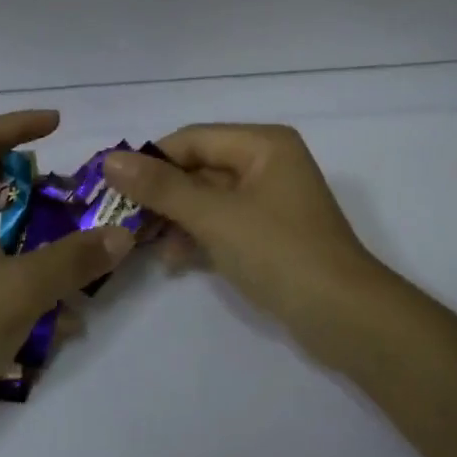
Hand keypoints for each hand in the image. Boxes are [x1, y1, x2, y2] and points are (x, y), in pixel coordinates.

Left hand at [0, 111, 133, 413]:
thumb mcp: (22, 289)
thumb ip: (74, 258)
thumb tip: (121, 234)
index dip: (17, 124)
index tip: (58, 126)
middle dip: (33, 180)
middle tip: (71, 191)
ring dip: (33, 230)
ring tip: (74, 246)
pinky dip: (23, 271)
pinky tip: (58, 312)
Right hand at [104, 125, 381, 359]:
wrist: (345, 317)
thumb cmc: (279, 252)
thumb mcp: (215, 216)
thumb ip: (162, 188)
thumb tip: (111, 160)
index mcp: (263, 144)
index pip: (193, 139)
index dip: (150, 160)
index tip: (111, 186)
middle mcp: (268, 163)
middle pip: (200, 168)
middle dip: (162, 195)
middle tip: (122, 220)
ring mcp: (271, 201)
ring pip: (209, 199)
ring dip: (177, 219)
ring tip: (144, 246)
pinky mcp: (271, 234)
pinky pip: (224, 223)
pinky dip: (199, 237)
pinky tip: (176, 262)